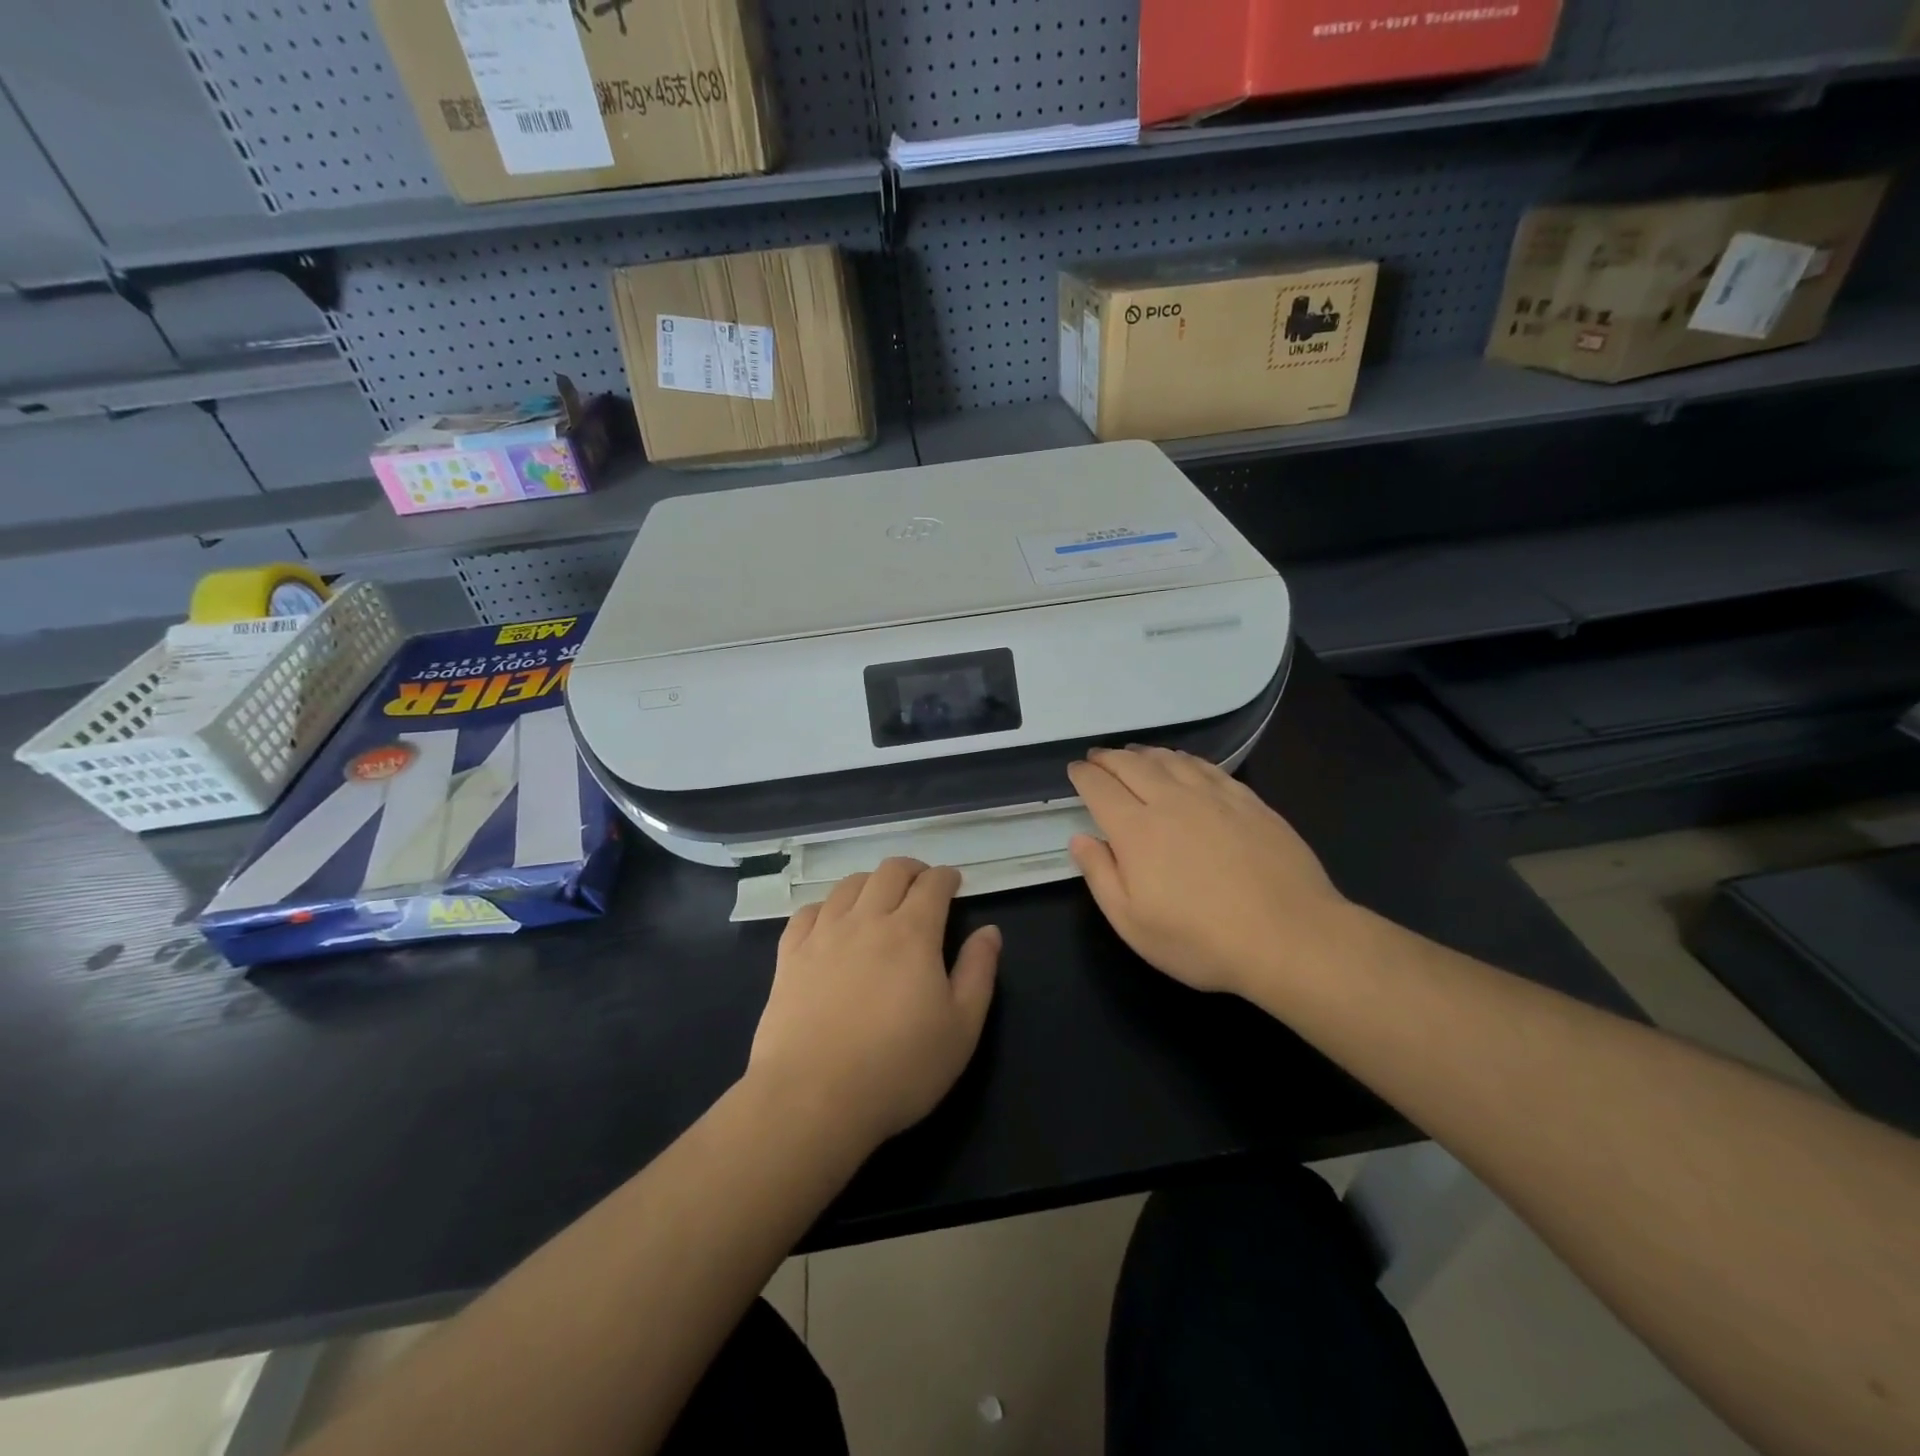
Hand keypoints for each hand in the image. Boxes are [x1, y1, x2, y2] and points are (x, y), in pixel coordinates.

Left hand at [748, 858, 999, 1149]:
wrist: (812, 1098)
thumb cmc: (899, 1067)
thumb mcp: (961, 1028)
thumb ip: (978, 972)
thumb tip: (989, 931)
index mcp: (912, 932)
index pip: (932, 884)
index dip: (946, 877)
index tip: (954, 882)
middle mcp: (867, 920)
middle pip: (889, 872)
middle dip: (912, 870)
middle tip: (922, 884)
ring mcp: (823, 935)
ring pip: (848, 885)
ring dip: (871, 882)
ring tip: (879, 897)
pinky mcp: (790, 956)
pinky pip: (807, 912)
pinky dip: (826, 906)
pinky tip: (831, 921)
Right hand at [1067, 747, 1352, 1001]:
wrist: (1291, 937)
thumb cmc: (1201, 940)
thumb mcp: (1133, 924)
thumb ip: (1101, 876)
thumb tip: (1080, 839)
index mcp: (1137, 830)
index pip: (1100, 788)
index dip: (1084, 776)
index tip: (1075, 770)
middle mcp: (1171, 801)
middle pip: (1132, 765)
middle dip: (1109, 758)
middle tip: (1097, 757)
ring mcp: (1214, 797)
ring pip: (1170, 760)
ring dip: (1145, 753)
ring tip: (1134, 754)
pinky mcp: (1248, 801)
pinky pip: (1207, 767)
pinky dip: (1185, 759)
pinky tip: (1183, 763)